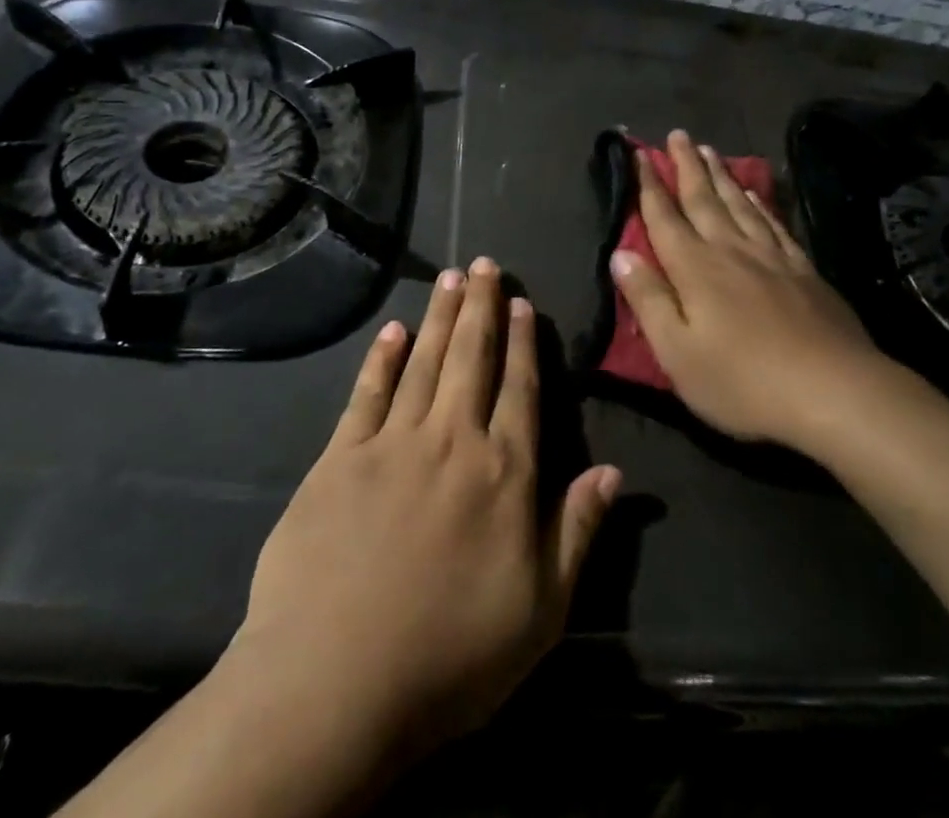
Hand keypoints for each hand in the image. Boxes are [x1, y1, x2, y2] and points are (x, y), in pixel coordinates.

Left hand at [229, 258, 620, 765]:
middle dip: (481, 307)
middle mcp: (452, 440)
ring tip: (449, 277)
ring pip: (424, 362)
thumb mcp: (540, 611)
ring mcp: (392, 444)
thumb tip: (615, 471)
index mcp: (504, 473)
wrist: (333, 685)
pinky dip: (381, 359)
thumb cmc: (450, 656)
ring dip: (439, 316)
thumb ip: (578, 531)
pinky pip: (366, 394)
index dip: (524, 343)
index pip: (520, 389)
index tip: (523, 303)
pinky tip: (392, 330)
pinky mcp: (339, 459)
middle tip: (484, 264)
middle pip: (471, 358)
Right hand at [611, 130, 881, 447]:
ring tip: (709, 150)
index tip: (639, 154)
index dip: (648, 185)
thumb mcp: (678, 352)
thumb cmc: (743, 381)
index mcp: (694, 268)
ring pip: (738, 203)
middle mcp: (730, 250)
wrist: (834, 391)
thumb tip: (620, 254)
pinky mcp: (803, 269)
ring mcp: (771, 256)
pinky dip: (759, 202)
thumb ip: (648, 299)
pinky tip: (754, 193)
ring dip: (720, 175)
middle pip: (703, 199)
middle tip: (677, 135)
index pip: (664, 217)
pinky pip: (773, 223)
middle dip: (686, 166)